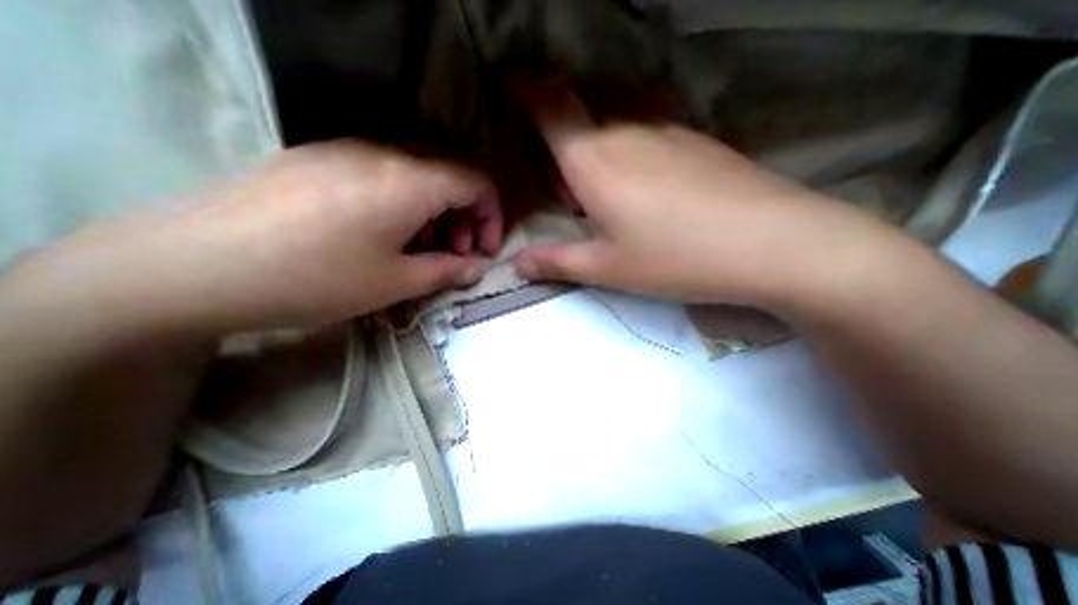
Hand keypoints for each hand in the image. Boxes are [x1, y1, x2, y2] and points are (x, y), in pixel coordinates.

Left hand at [11, 140, 503, 335]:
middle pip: (450, 174)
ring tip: (419, 249)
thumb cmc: (314, 278)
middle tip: (455, 254)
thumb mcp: (395, 283)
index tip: (486, 250)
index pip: (477, 182)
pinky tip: (382, 234)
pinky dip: (403, 203)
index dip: (492, 215)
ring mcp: (346, 151)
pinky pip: (383, 173)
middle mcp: (382, 153)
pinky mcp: (319, 159)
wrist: (191, 266)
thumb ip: (447, 271)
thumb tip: (477, 268)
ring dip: (435, 211)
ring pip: (418, 173)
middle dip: (466, 216)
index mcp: (408, 182)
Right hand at [514, 86, 893, 311]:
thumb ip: (556, 262)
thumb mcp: (606, 267)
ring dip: (595, 141)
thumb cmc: (674, 258)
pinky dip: (628, 143)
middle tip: (567, 191)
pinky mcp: (695, 139)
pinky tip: (643, 183)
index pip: (550, 106)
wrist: (769, 242)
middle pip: (580, 110)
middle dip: (560, 139)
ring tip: (604, 191)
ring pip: (613, 116)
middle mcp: (627, 131)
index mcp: (594, 160)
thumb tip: (516, 265)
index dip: (524, 88)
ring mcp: (667, 129)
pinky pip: (646, 125)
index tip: (508, 80)